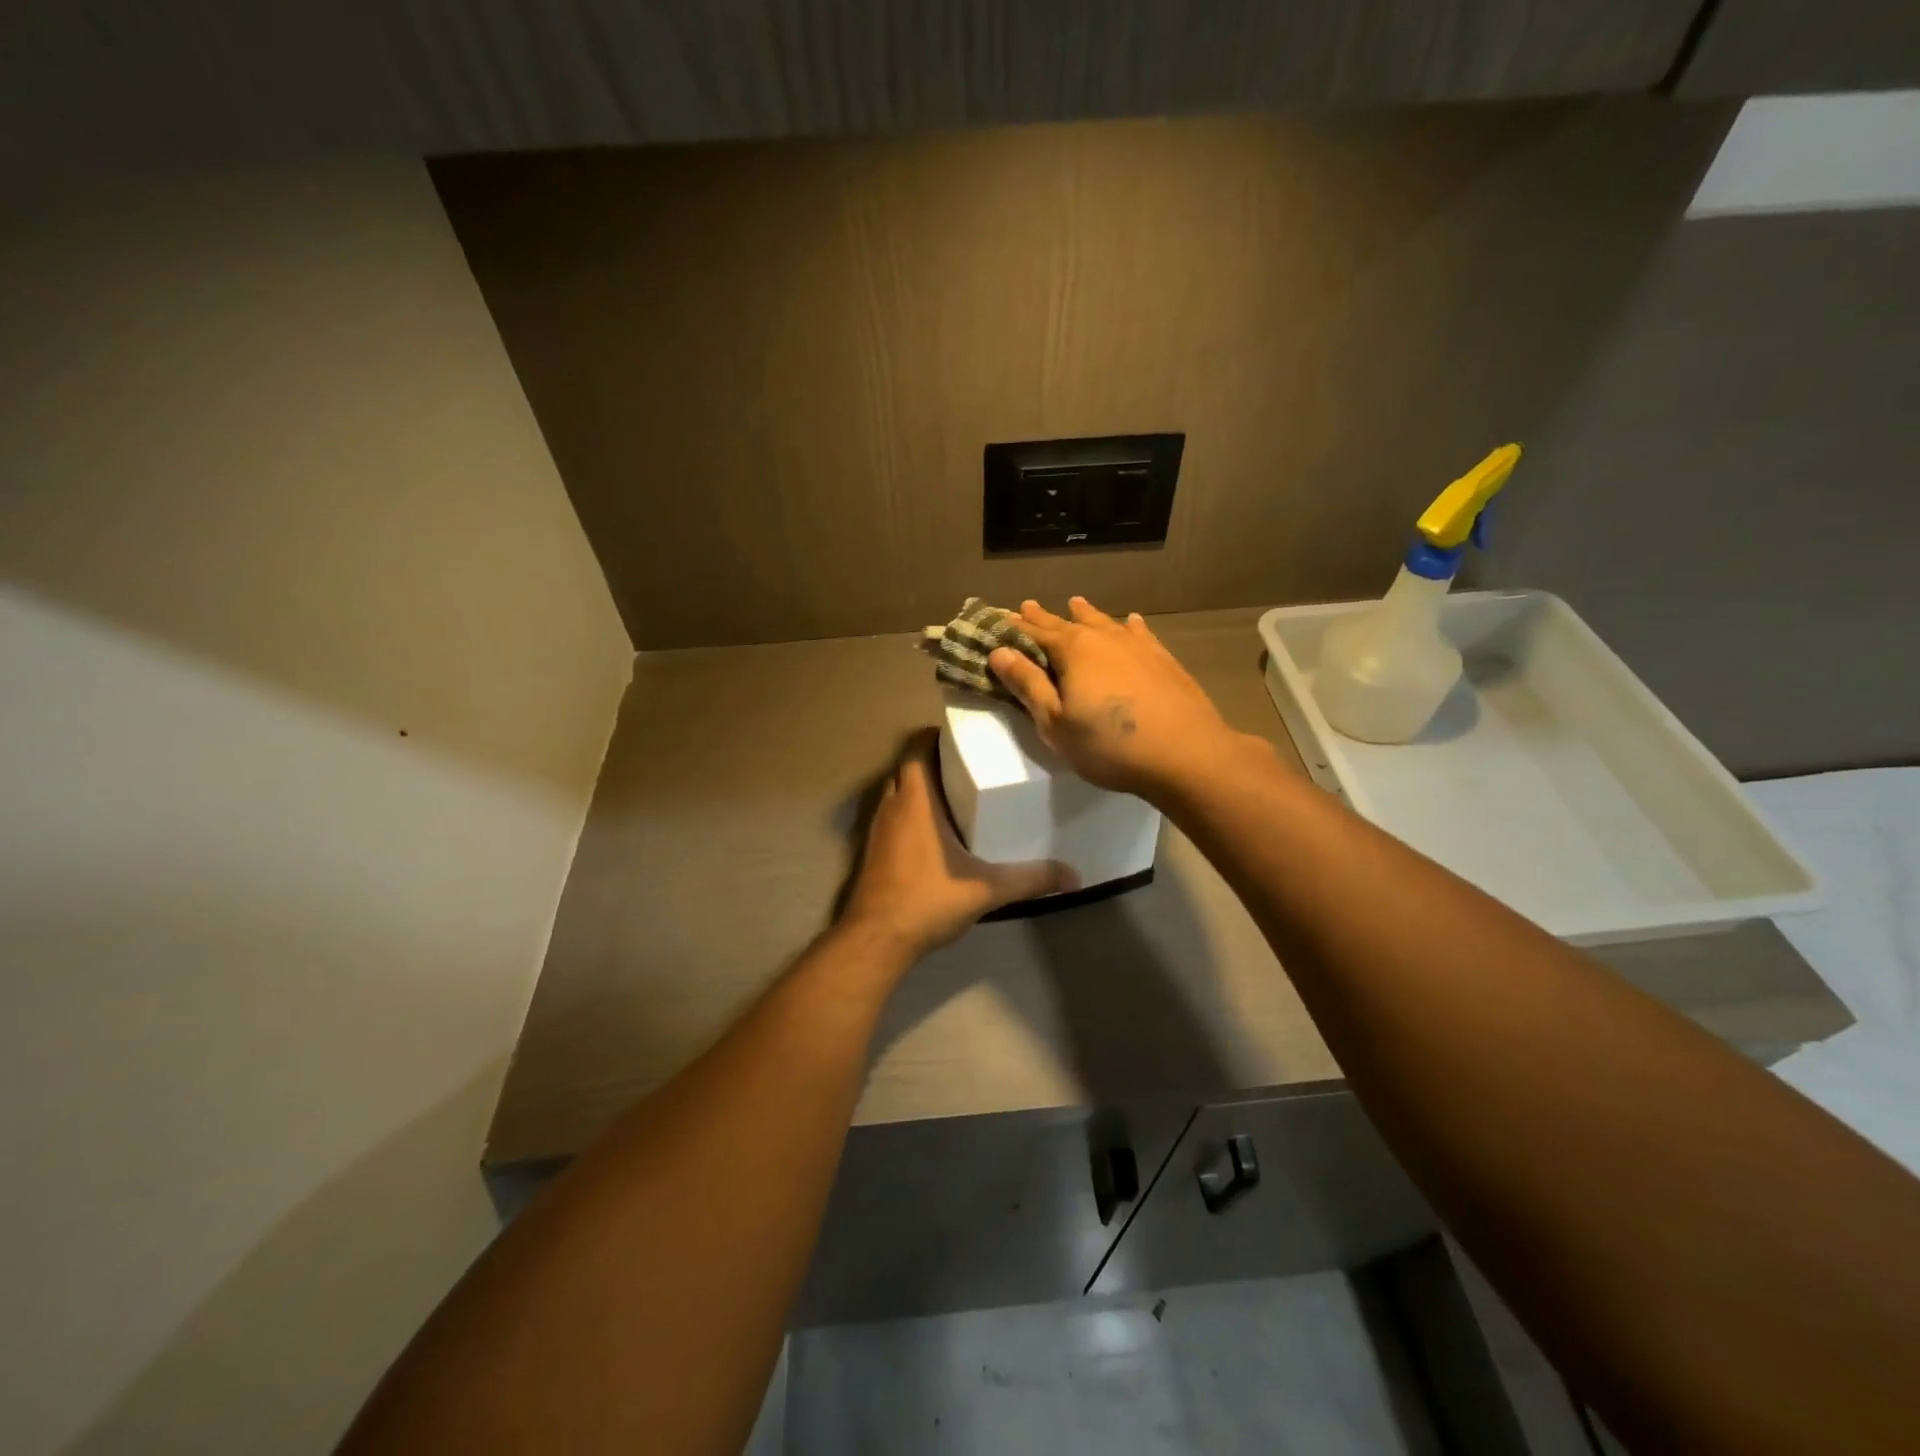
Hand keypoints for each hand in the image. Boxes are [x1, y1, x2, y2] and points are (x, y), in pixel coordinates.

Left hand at [840, 740, 1072, 960]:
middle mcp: (892, 805)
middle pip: (908, 767)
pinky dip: (911, 813)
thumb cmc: (927, 900)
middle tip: (968, 766)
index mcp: (915, 800)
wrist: (876, 939)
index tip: (962, 738)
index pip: (916, 748)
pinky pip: (893, 816)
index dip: (934, 736)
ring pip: (897, 792)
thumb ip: (1029, 879)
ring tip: (957, 794)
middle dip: (933, 762)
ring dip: (920, 788)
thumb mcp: (986, 889)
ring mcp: (878, 828)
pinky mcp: (874, 850)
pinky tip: (936, 833)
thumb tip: (1074, 876)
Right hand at [989, 596, 1249, 798]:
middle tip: (1026, 606)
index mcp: (1072, 650)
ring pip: (1103, 622)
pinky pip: (1139, 633)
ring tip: (1074, 602)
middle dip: (1044, 617)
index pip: (1034, 633)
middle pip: (1066, 623)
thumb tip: (999, 652)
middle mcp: (1103, 638)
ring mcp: (1137, 645)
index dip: (1013, 627)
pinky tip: (1131, 621)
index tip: (997, 619)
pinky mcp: (1163, 659)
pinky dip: (1129, 625)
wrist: (1186, 753)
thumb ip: (1028, 685)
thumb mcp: (1056, 723)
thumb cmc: (1109, 745)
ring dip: (1085, 613)